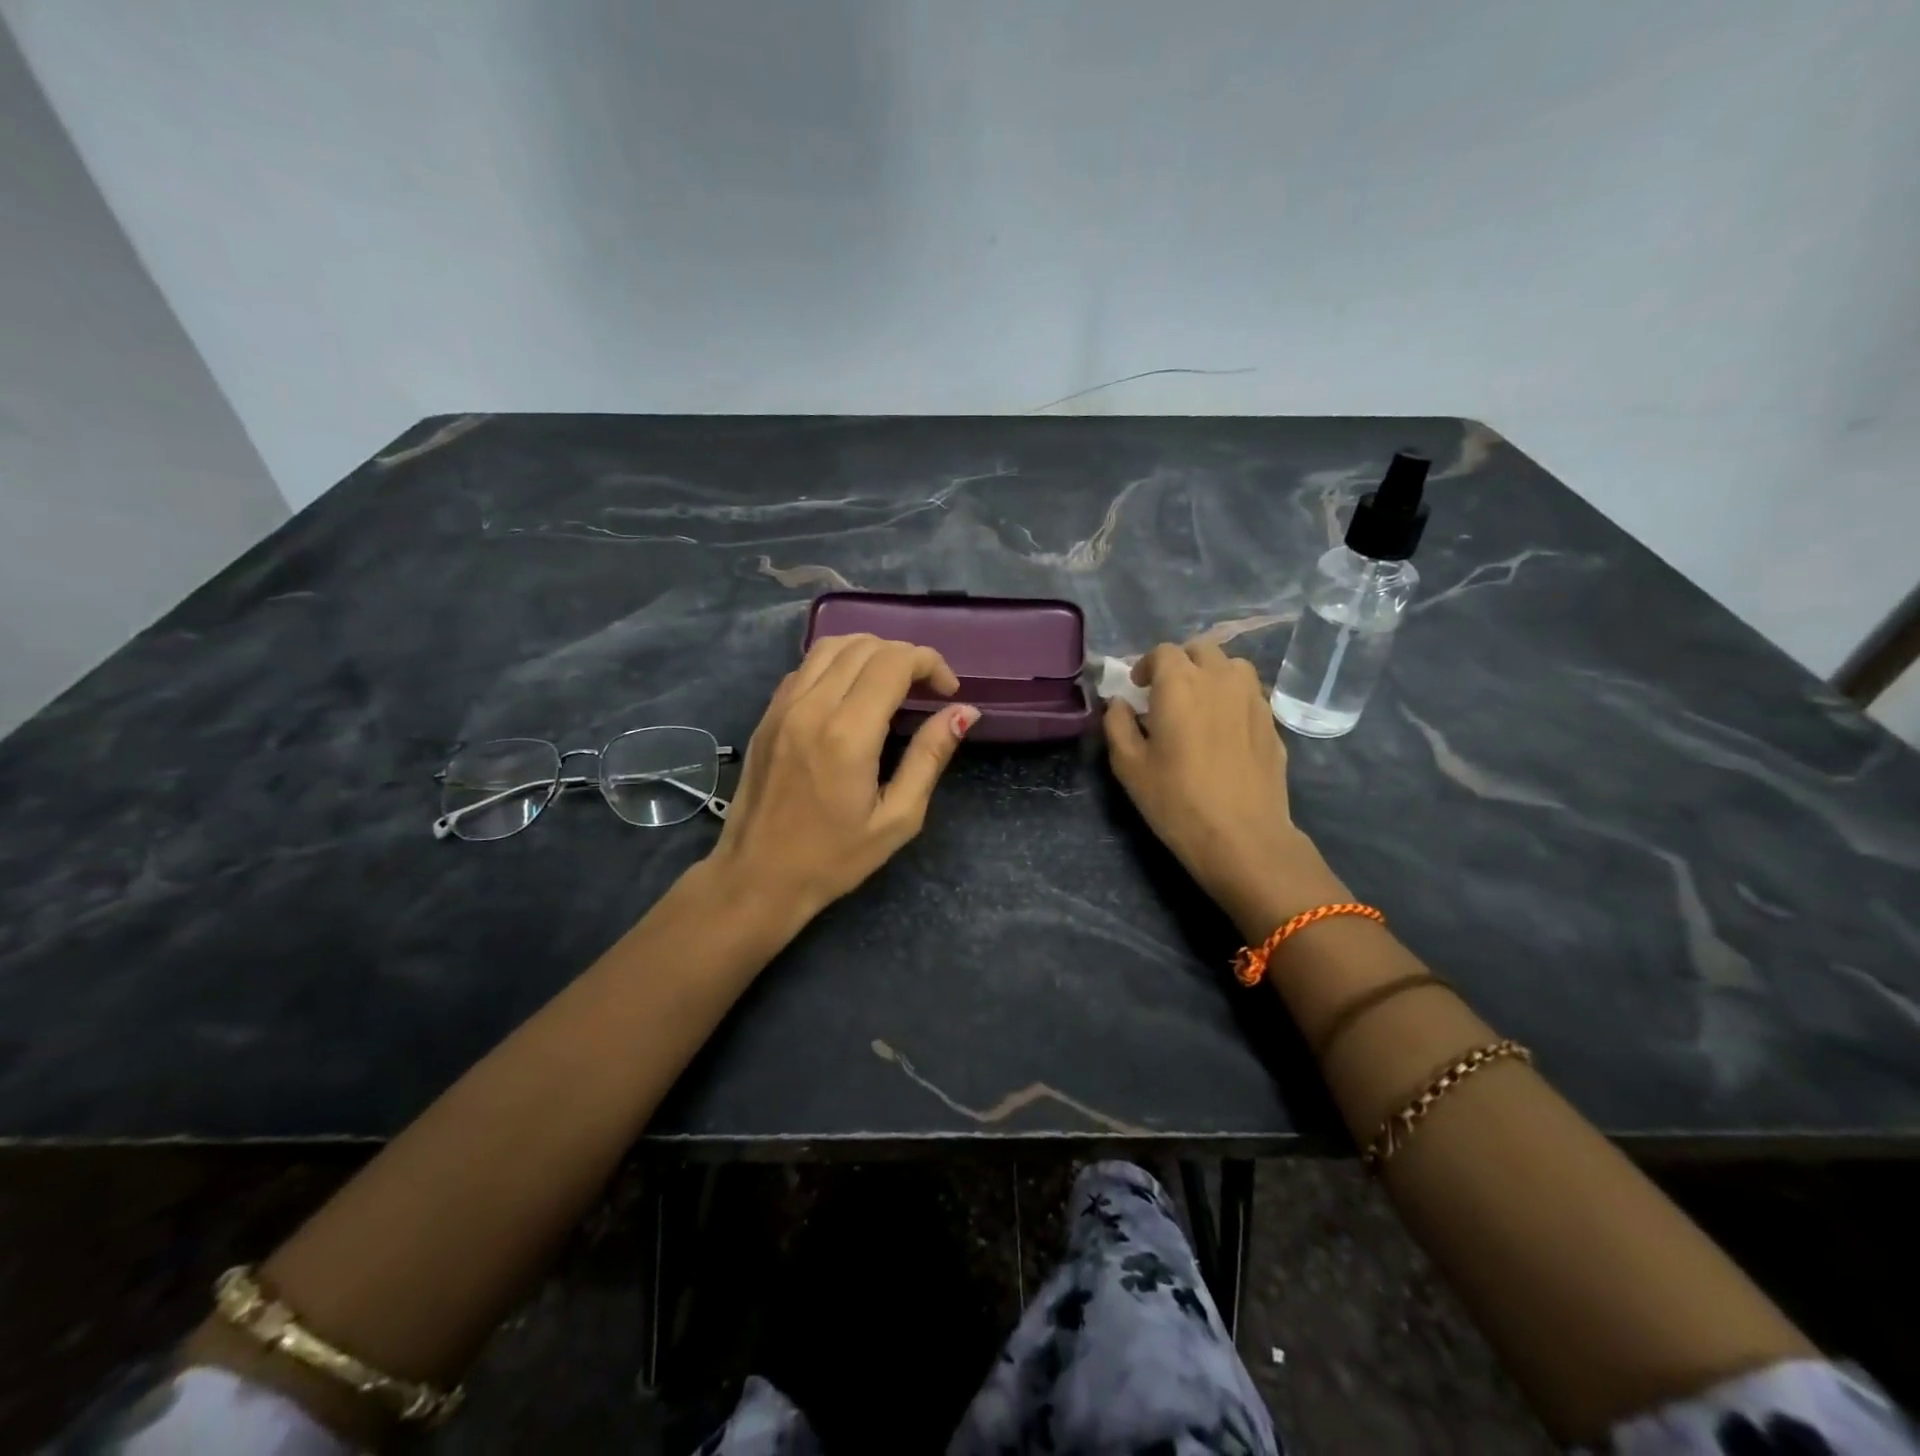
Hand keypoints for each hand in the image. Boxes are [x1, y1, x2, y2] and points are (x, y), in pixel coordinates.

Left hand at [708, 634, 978, 922]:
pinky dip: (838, 663)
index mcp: (848, 734)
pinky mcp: (767, 714)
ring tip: (892, 682)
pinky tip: (852, 693)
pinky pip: (806, 666)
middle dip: (905, 656)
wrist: (757, 877)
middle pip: (865, 646)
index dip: (930, 663)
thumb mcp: (897, 818)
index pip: (894, 662)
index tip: (948, 691)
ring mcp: (783, 707)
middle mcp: (812, 707)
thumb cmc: (834, 858)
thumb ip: (930, 757)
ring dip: (870, 652)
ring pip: (832, 645)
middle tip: (926, 689)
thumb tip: (963, 712)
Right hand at [1104, 641, 1346, 939]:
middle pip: (1201, 650)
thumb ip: (1117, 724)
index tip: (1139, 689)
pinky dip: (1234, 698)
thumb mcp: (1128, 765)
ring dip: (1212, 674)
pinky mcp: (1273, 722)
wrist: (1242, 836)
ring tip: (1201, 703)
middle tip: (1167, 693)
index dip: (1147, 665)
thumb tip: (1118, 703)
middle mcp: (1220, 679)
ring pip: (1232, 666)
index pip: (1163, 652)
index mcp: (1179, 683)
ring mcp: (1253, 698)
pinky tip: (1225, 729)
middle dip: (1181, 664)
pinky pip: (1251, 694)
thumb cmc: (1176, 800)